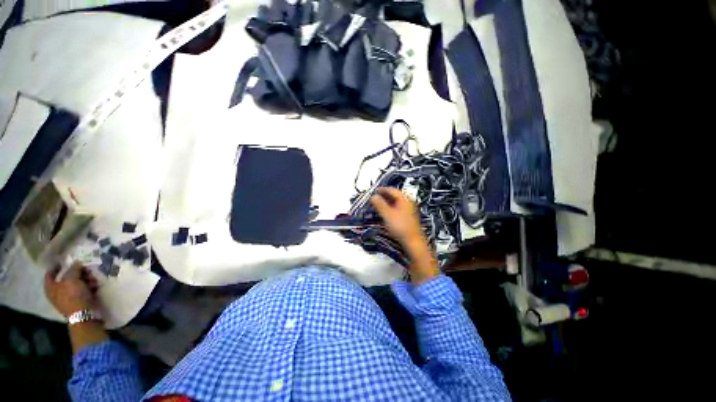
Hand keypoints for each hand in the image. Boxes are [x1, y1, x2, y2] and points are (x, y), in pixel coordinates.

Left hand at [44, 263, 98, 316]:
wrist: (83, 314)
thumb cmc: (73, 296)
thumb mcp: (72, 279)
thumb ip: (73, 269)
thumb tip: (76, 262)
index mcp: (50, 287)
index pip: (50, 273)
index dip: (57, 265)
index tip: (66, 259)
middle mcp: (56, 292)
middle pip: (65, 278)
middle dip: (76, 272)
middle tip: (84, 268)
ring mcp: (67, 298)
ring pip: (76, 284)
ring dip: (84, 279)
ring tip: (92, 277)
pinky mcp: (77, 301)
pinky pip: (82, 290)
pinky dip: (88, 286)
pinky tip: (94, 285)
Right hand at [370, 187, 423, 244]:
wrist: (412, 241)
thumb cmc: (401, 227)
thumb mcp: (387, 214)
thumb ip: (379, 204)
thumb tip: (373, 196)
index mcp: (405, 199)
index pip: (393, 190)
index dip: (382, 189)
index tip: (375, 190)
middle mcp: (408, 202)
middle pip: (394, 196)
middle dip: (384, 196)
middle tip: (375, 198)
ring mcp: (409, 210)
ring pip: (395, 203)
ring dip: (386, 203)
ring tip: (378, 205)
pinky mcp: (407, 217)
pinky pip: (397, 209)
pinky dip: (389, 208)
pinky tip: (385, 213)